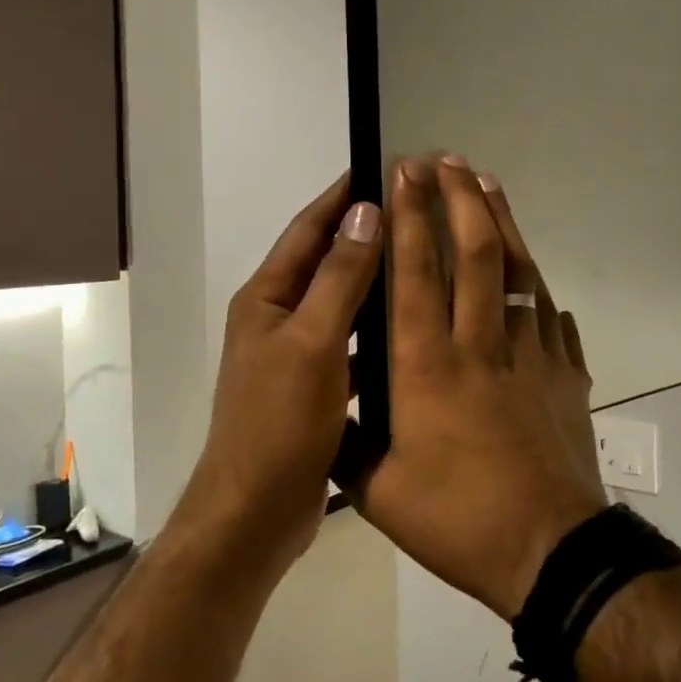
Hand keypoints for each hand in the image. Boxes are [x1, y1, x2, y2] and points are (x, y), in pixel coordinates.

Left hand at [173, 176, 381, 584]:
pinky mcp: (315, 389)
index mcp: (267, 298)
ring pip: (342, 304)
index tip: (385, 166)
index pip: (308, 229)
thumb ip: (340, 278)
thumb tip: (365, 211)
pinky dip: (377, 331)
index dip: (343, 196)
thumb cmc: (278, 423)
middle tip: (419, 212)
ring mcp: (297, 355)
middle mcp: (278, 318)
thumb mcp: (313, 343)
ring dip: (375, 281)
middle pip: (326, 262)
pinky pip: (351, 345)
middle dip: (366, 234)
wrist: (254, 514)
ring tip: (426, 261)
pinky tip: (413, 329)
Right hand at [351, 155, 607, 619]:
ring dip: (503, 223)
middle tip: (448, 159)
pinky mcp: (567, 375)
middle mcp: (481, 346)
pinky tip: (535, 279)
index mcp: (428, 367)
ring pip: (517, 273)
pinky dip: (540, 291)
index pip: (415, 274)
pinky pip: (553, 318)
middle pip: (473, 254)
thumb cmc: (457, 520)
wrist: (550, 551)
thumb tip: (330, 411)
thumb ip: (349, 444)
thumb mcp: (378, 492)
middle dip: (458, 199)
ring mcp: (532, 356)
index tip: (404, 174)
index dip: (408, 217)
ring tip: (489, 185)